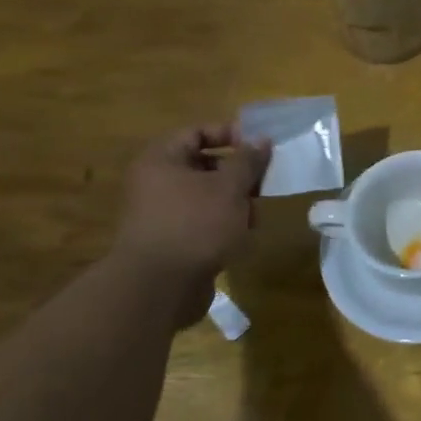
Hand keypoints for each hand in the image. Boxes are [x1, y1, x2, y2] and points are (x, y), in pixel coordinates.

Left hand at [110, 123, 270, 289]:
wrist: (159, 287)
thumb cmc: (195, 224)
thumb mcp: (230, 187)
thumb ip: (248, 160)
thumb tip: (261, 139)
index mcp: (161, 161)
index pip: (197, 132)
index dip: (230, 134)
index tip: (259, 147)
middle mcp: (156, 183)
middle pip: (204, 164)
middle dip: (238, 173)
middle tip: (263, 182)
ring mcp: (162, 213)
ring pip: (207, 195)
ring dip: (235, 201)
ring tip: (256, 214)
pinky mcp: (172, 240)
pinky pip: (203, 221)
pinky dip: (224, 224)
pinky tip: (242, 236)